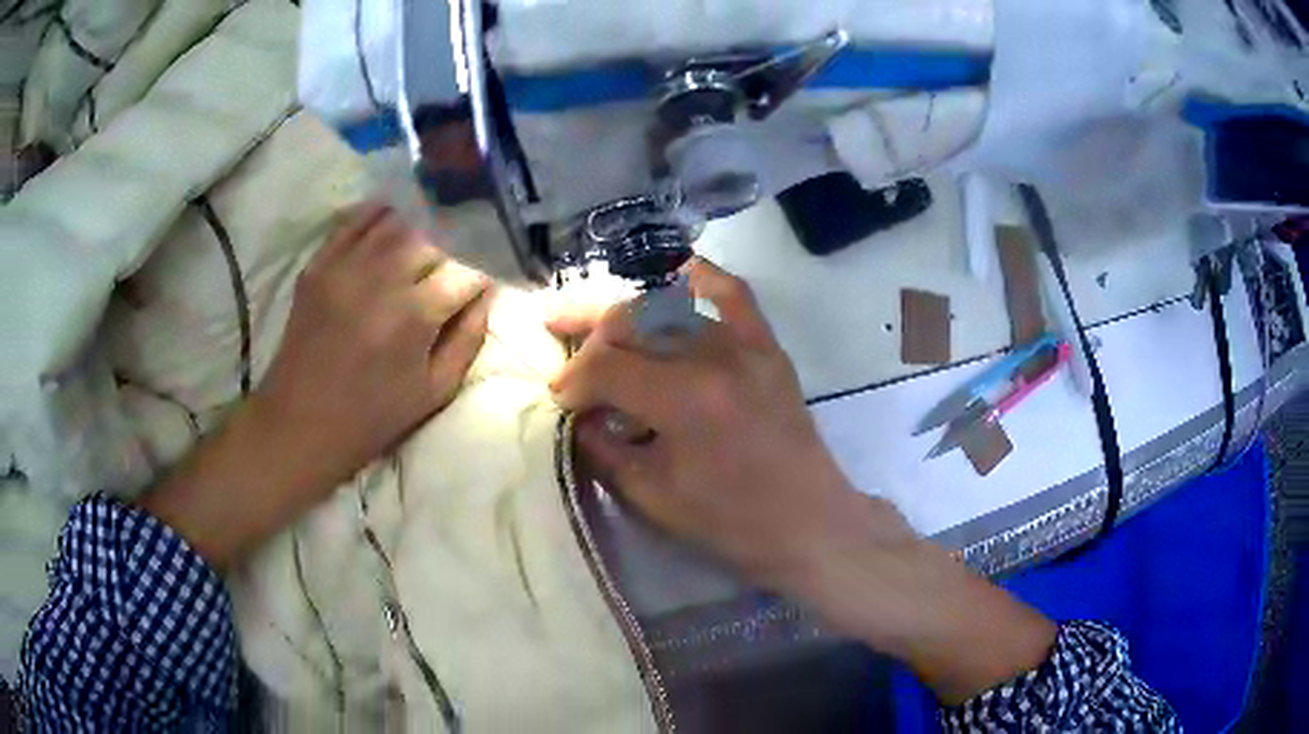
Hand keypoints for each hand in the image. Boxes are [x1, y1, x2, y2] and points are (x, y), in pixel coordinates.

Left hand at [141, 204, 490, 568]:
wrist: (299, 424)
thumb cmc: (372, 418)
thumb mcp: (435, 393)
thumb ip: (468, 339)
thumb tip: (487, 295)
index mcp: (416, 316)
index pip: (467, 270)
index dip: (482, 275)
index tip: (483, 285)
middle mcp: (383, 278)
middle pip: (434, 237)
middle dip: (453, 249)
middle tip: (453, 267)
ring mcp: (346, 266)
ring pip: (397, 222)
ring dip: (420, 227)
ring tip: (427, 240)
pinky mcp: (319, 264)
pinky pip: (354, 221)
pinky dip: (378, 215)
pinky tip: (390, 220)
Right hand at [550, 258, 1054, 703]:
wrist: (807, 521)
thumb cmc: (729, 521)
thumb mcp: (651, 494)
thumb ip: (604, 445)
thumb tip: (578, 413)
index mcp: (684, 399)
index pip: (607, 367)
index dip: (572, 380)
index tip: (559, 396)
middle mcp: (715, 357)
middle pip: (632, 323)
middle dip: (587, 331)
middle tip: (556, 334)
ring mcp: (747, 346)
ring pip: (671, 307)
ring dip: (627, 313)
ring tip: (597, 318)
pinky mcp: (767, 348)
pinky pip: (734, 295)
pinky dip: (700, 278)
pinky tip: (673, 272)